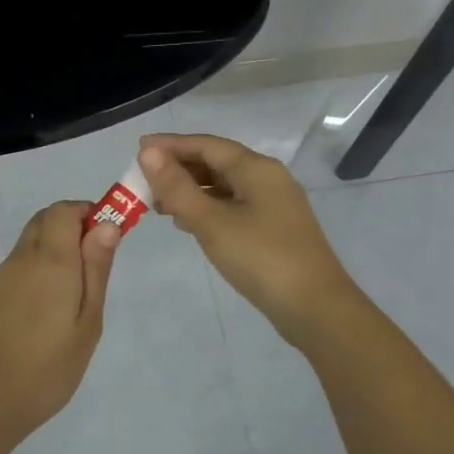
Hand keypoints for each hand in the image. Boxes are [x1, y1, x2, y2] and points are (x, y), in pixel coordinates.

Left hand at [0, 200, 119, 444]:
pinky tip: (56, 298)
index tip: (111, 239)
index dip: (90, 213)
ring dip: (59, 242)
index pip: (65, 209)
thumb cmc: (49, 367)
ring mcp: (6, 274)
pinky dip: (44, 260)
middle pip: (48, 218)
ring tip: (81, 286)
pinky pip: (24, 258)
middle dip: (76, 225)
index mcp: (49, 259)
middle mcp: (23, 257)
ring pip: (34, 236)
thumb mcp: (87, 321)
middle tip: (99, 263)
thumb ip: (96, 269)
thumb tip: (107, 224)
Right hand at [139, 133, 361, 346]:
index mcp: (256, 168)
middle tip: (143, 181)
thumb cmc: (261, 259)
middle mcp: (268, 178)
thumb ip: (177, 187)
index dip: (171, 145)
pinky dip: (207, 208)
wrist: (315, 308)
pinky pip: (233, 206)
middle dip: (179, 168)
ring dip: (191, 190)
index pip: (206, 144)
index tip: (138, 148)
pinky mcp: (274, 229)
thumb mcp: (211, 222)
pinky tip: (188, 223)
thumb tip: (149, 152)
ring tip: (158, 203)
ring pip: (224, 186)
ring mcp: (274, 204)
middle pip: (216, 162)